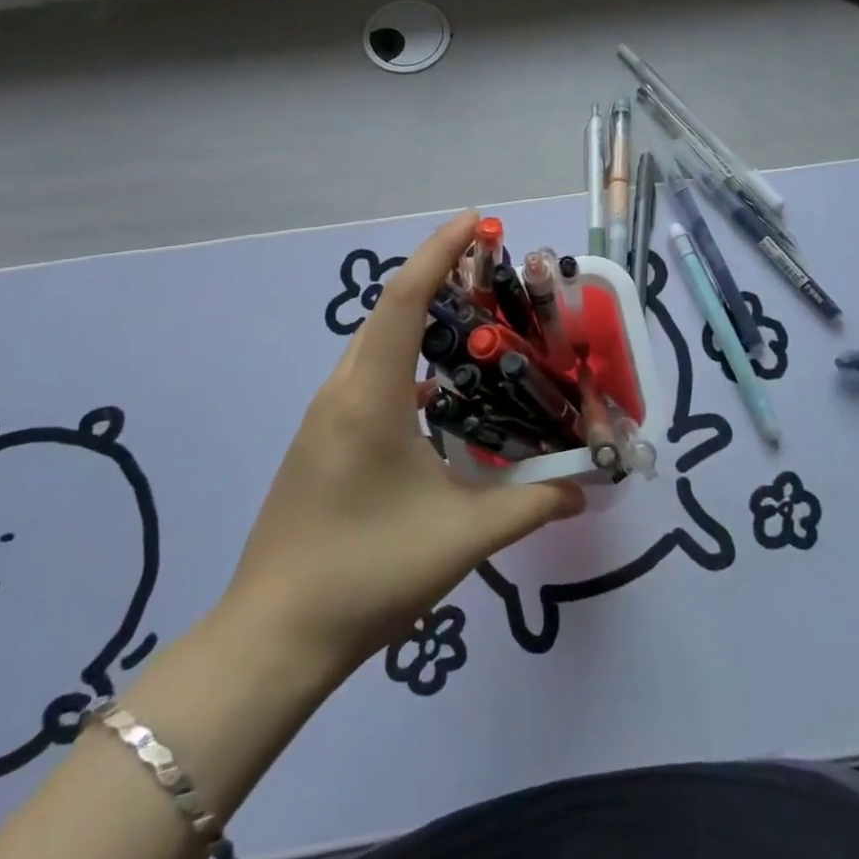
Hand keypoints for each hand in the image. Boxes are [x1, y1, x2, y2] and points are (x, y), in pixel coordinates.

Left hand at [223, 211, 583, 675]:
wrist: (273, 638)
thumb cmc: (367, 574)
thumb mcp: (462, 537)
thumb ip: (531, 505)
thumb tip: (585, 488)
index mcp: (369, 395)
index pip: (406, 299)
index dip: (440, 252)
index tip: (476, 220)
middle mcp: (342, 391)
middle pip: (389, 311)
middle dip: (436, 275)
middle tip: (489, 264)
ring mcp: (325, 416)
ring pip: (376, 344)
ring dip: (420, 318)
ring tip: (473, 317)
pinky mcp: (322, 441)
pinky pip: (369, 376)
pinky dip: (407, 360)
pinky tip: (440, 392)